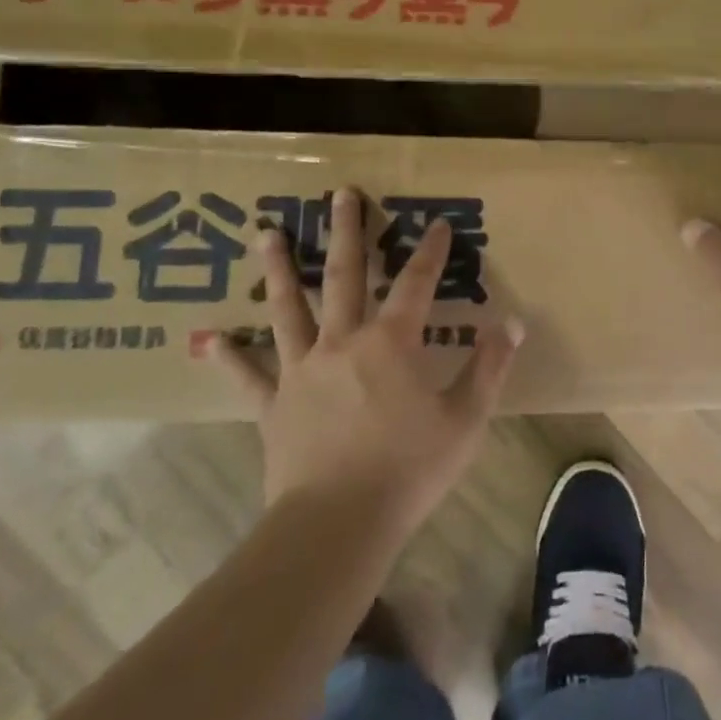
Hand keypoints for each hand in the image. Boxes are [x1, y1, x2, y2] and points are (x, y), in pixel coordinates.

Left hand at [214, 187, 521, 538]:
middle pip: (345, 276)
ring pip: (288, 309)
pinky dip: (227, 355)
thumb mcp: (465, 419)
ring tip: (266, 233)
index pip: (416, 284)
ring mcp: (301, 370)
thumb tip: (514, 322)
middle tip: (339, 195)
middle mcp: (342, 342)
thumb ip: (489, 367)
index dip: (429, 252)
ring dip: (280, 269)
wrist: (337, 524)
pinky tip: (206, 338)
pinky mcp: (273, 404)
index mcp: (390, 343)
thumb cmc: (409, 470)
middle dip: (346, 233)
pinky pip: (247, 374)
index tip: (437, 223)